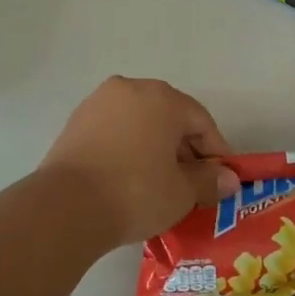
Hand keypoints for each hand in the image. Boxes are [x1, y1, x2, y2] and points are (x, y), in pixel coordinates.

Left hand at [40, 77, 240, 250]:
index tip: (221, 179)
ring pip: (140, 122)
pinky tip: (130, 177)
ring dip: (155, 147)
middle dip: (184, 148)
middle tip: (192, 183)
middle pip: (169, 117)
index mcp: (162, 98)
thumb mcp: (182, 192)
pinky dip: (128, 148)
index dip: (216, 151)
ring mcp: (99, 102)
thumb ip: (209, 180)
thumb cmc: (135, 193)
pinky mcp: (76, 122)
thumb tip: (228, 179)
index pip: (201, 121)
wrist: (66, 207)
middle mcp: (131, 89)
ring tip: (160, 182)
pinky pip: (115, 130)